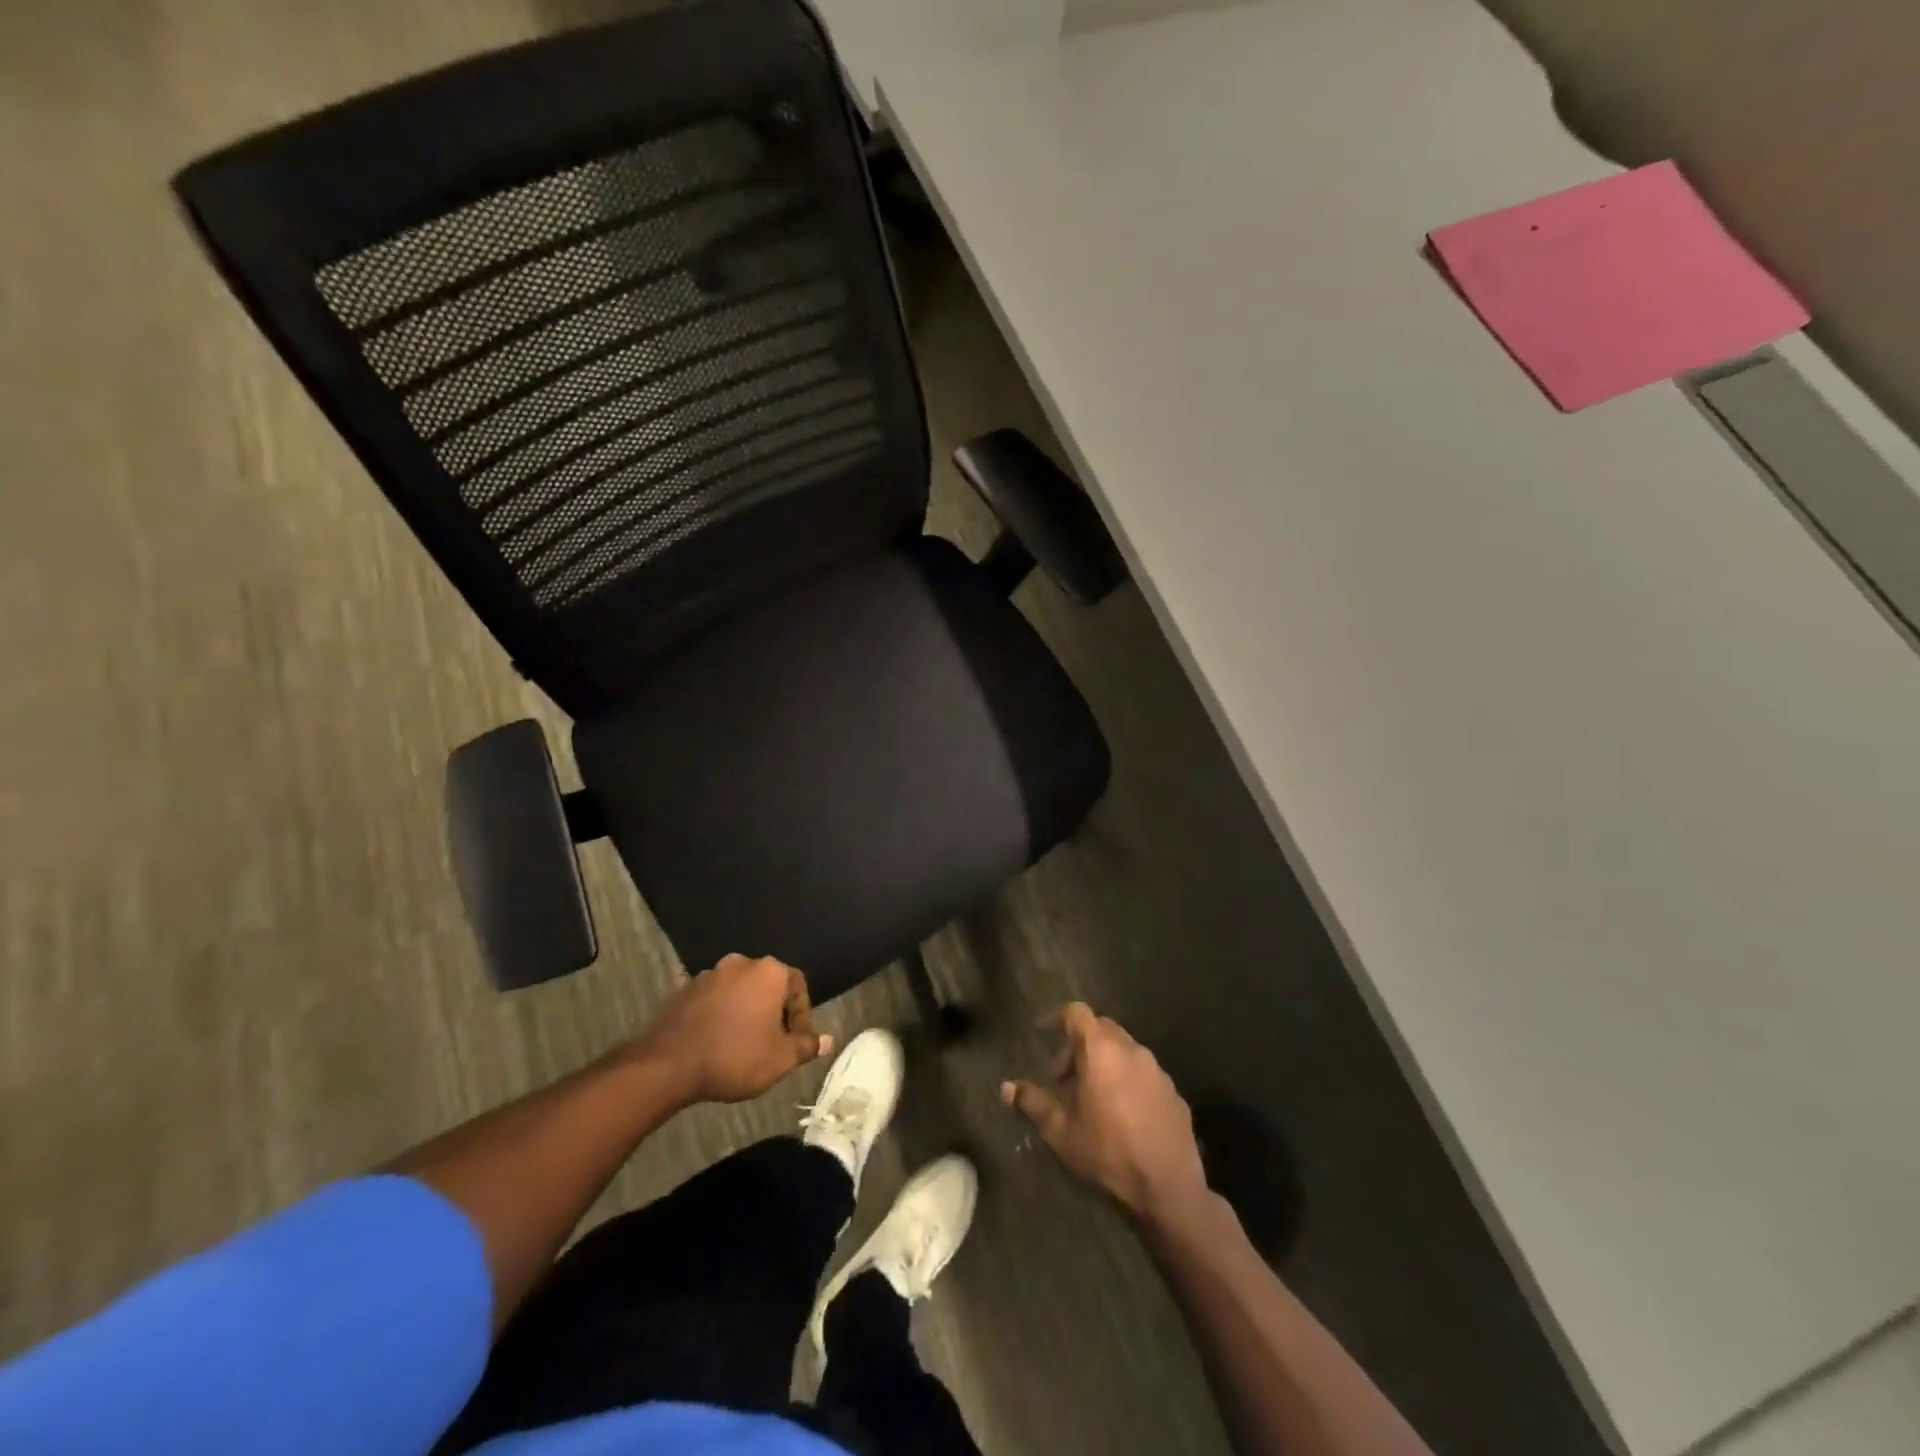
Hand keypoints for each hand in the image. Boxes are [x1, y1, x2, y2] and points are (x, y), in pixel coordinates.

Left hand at [636, 954, 830, 1105]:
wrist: (670, 1064)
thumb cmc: (736, 1057)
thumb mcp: (780, 1059)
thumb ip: (806, 1046)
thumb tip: (828, 1041)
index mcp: (769, 972)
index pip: (798, 986)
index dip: (801, 1015)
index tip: (796, 1042)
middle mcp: (742, 963)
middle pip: (768, 985)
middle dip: (774, 1011)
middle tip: (773, 1042)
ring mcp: (710, 974)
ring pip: (740, 991)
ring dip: (746, 1012)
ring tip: (744, 1044)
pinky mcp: (686, 989)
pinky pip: (715, 999)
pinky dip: (722, 1015)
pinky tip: (718, 1041)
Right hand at [1002, 1003, 1209, 1221]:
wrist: (1168, 1188)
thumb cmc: (1107, 1152)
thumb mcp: (1060, 1131)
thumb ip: (1033, 1103)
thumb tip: (1007, 1088)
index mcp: (1101, 1051)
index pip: (1076, 1013)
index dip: (1056, 1018)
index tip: (1042, 1032)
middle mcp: (1132, 1050)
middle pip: (1101, 1028)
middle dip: (1079, 1044)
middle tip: (1064, 1076)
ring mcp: (1157, 1070)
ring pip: (1125, 1050)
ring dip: (1105, 1062)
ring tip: (1092, 1097)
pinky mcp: (1174, 1092)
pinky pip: (1144, 1074)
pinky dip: (1128, 1080)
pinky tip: (1122, 1114)